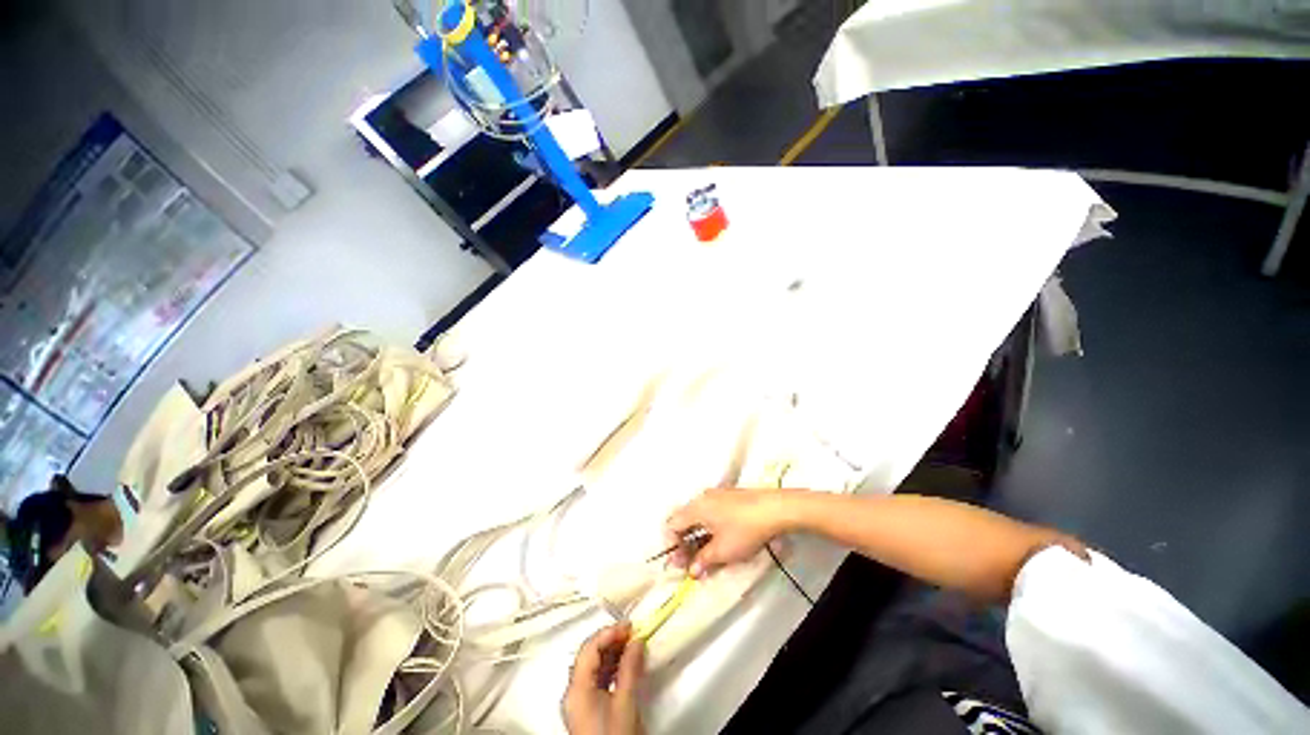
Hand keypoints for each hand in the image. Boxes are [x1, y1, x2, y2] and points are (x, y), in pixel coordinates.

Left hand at [563, 622, 645, 734]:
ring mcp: (580, 701)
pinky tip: (626, 665)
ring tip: (632, 646)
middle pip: (589, 656)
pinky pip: (598, 678)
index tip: (629, 626)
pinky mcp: (588, 709)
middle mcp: (573, 691)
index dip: (609, 633)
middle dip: (611, 641)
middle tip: (633, 633)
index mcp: (576, 688)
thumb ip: (630, 669)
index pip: (589, 649)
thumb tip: (637, 641)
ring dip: (613, 653)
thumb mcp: (625, 703)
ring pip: (594, 666)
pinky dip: (612, 668)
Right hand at [665, 488, 790, 576]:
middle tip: (690, 562)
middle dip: (684, 542)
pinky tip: (719, 539)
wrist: (774, 508)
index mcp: (695, 508)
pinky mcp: (729, 496)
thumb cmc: (744, 530)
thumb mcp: (722, 551)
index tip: (680, 563)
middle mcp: (702, 498)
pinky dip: (709, 526)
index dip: (672, 545)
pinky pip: (710, 511)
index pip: (672, 524)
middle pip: (684, 519)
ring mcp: (716, 494)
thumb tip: (692, 571)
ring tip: (706, 554)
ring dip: (697, 535)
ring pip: (698, 516)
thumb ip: (703, 560)